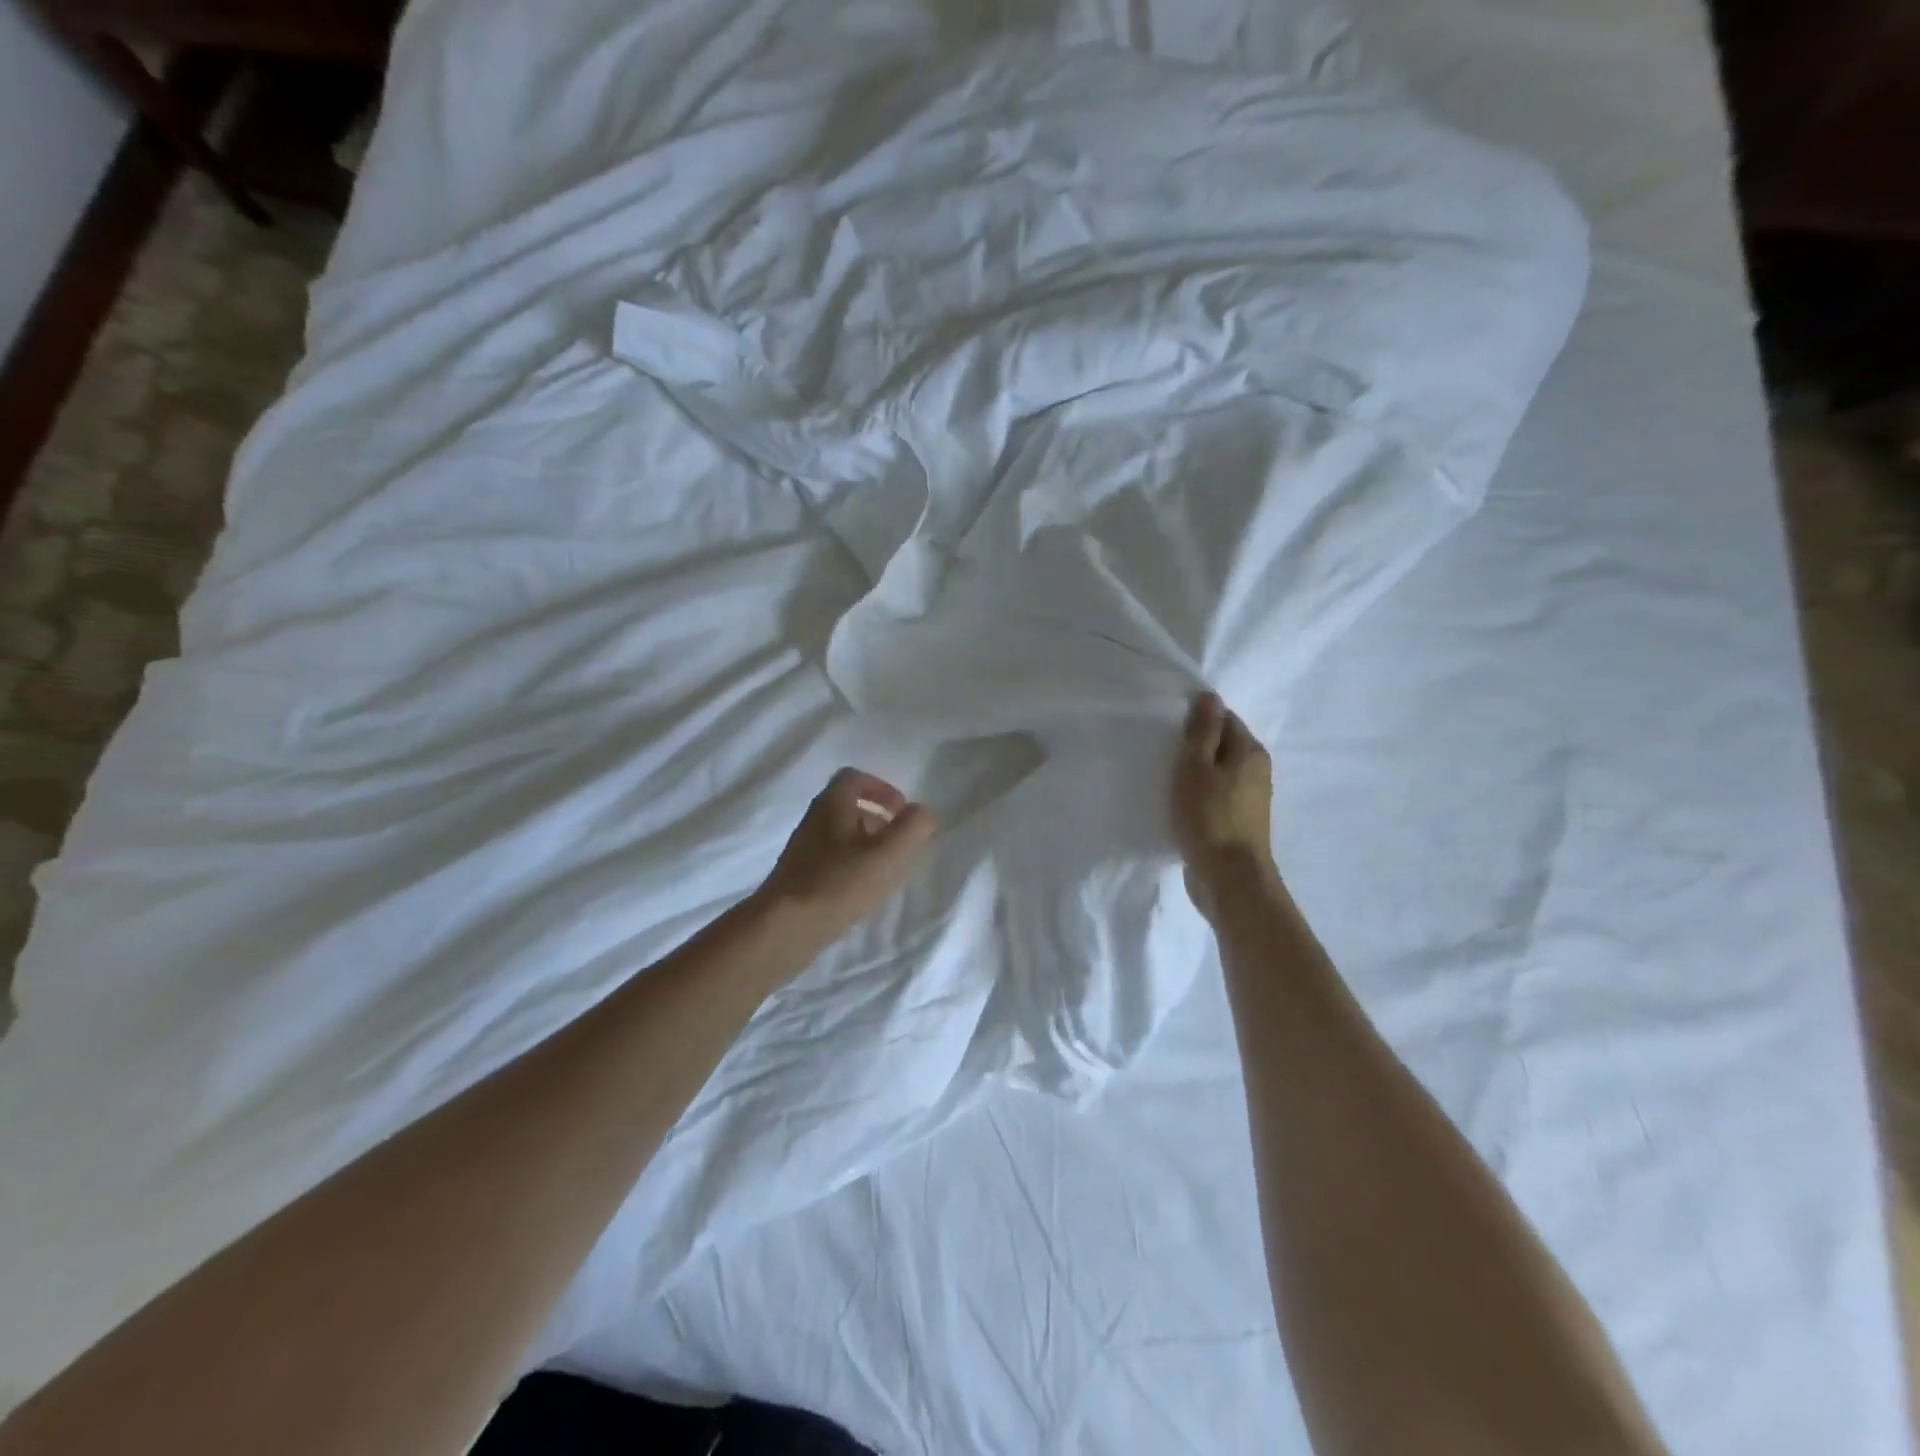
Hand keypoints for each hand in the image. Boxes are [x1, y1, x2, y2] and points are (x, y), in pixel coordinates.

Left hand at [755, 767, 936, 939]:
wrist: (785, 927)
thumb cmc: (840, 882)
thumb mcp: (889, 853)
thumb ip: (913, 827)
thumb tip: (922, 812)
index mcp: (832, 804)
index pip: (855, 778)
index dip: (883, 789)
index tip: (902, 811)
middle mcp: (814, 820)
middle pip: (849, 807)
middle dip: (878, 820)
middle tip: (900, 843)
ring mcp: (803, 850)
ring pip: (841, 836)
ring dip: (867, 846)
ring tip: (887, 871)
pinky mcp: (799, 877)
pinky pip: (832, 861)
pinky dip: (853, 867)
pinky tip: (864, 892)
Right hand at [1172, 693, 1274, 910]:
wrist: (1230, 878)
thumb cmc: (1208, 816)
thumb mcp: (1196, 766)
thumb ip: (1202, 731)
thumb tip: (1209, 696)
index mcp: (1250, 751)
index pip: (1224, 719)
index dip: (1196, 720)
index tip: (1169, 730)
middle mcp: (1257, 770)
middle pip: (1222, 745)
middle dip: (1195, 747)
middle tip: (1162, 754)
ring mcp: (1250, 799)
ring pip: (1218, 773)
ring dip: (1195, 773)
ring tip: (1166, 780)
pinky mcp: (1239, 822)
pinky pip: (1216, 796)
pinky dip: (1199, 795)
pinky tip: (1179, 805)